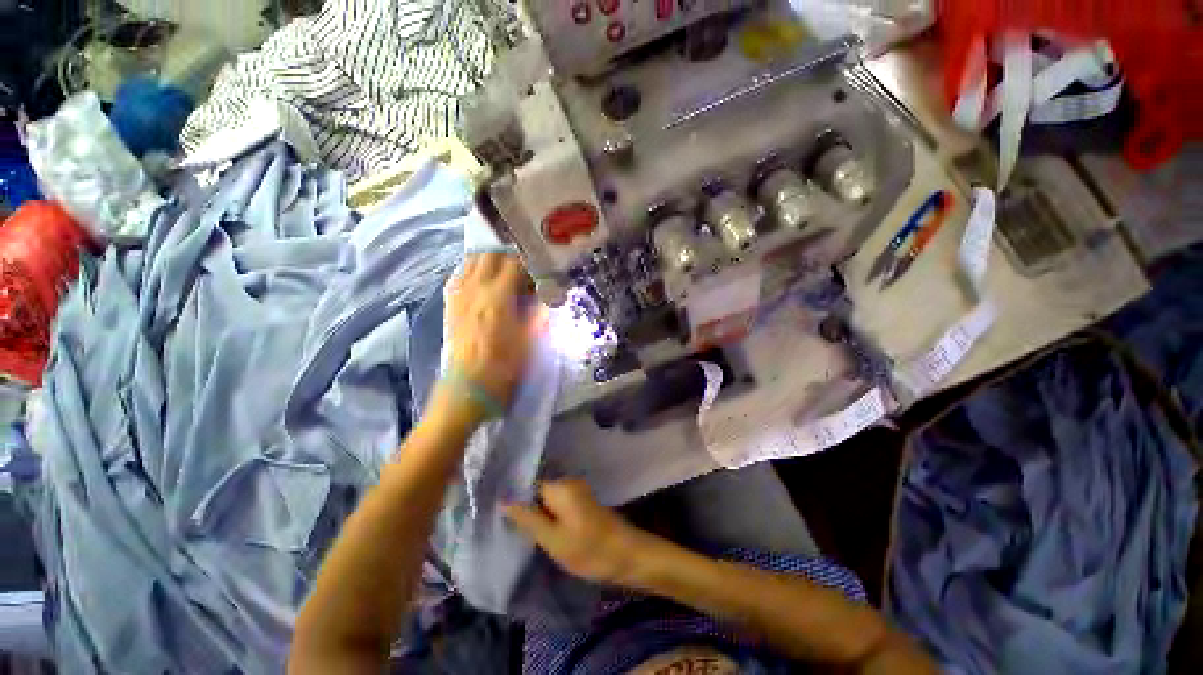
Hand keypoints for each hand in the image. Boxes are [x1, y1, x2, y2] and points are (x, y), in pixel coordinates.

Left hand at [443, 253, 538, 414]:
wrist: (467, 388)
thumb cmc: (503, 368)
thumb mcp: (530, 341)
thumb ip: (538, 314)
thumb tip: (545, 296)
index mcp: (498, 298)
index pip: (514, 263)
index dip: (530, 262)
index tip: (541, 268)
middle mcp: (475, 289)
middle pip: (491, 255)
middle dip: (510, 256)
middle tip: (524, 268)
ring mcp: (459, 295)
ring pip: (471, 261)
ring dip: (490, 260)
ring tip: (504, 272)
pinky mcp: (450, 304)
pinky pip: (459, 275)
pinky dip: (473, 270)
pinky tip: (482, 281)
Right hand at [505, 479, 660, 587]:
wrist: (627, 556)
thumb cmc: (588, 549)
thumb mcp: (552, 538)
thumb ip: (527, 518)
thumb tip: (503, 500)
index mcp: (560, 485)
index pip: (528, 484)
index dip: (514, 499)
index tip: (498, 514)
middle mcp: (568, 482)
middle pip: (537, 491)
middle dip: (525, 507)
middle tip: (508, 528)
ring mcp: (577, 491)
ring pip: (547, 500)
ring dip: (537, 514)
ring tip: (521, 532)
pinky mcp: (583, 502)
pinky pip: (558, 505)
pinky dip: (549, 516)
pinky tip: (542, 531)